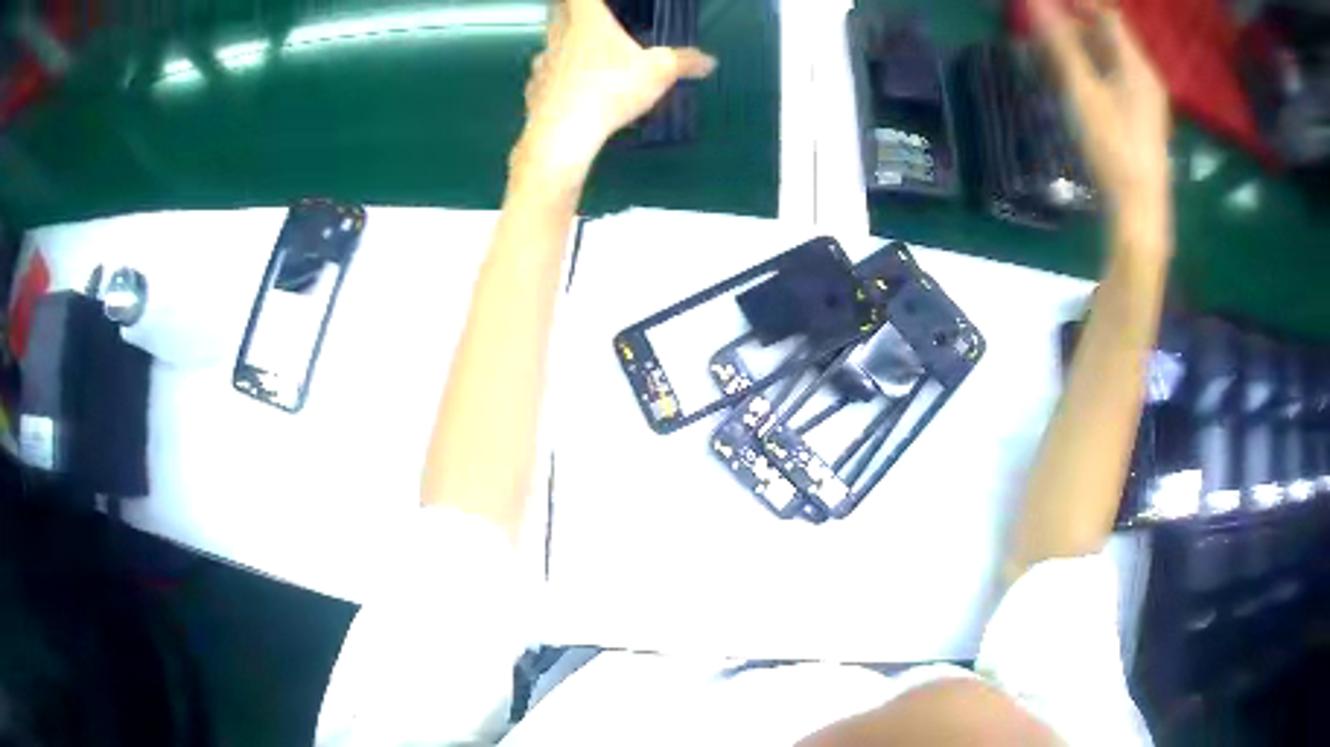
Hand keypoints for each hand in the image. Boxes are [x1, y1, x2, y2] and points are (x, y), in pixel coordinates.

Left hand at [513, 0, 715, 188]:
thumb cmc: (610, 89)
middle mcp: (558, 38)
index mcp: (587, 22)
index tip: (593, 4)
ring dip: (564, 52)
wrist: (562, 134)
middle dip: (572, 18)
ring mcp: (541, 65)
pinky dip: (556, 85)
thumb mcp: (659, 73)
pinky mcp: (532, 93)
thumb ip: (683, 62)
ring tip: (586, 66)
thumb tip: (708, 61)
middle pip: (558, 16)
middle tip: (591, 26)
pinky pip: (544, 81)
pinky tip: (571, 98)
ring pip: (549, 49)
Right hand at [1034, 0, 1170, 238]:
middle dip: (1078, 29)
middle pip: (1111, 39)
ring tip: (1056, 62)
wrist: (1141, 210)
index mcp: (1137, 66)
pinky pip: (1119, 83)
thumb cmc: (1113, 147)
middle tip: (1046, 35)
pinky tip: (1080, 89)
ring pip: (1114, 62)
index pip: (1108, 17)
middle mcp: (1147, 78)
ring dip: (1085, 54)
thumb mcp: (1083, 92)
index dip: (1080, 6)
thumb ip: (1061, 44)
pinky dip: (1097, 75)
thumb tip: (1036, 2)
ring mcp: (1148, 102)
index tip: (1049, 6)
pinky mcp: (1144, 122)